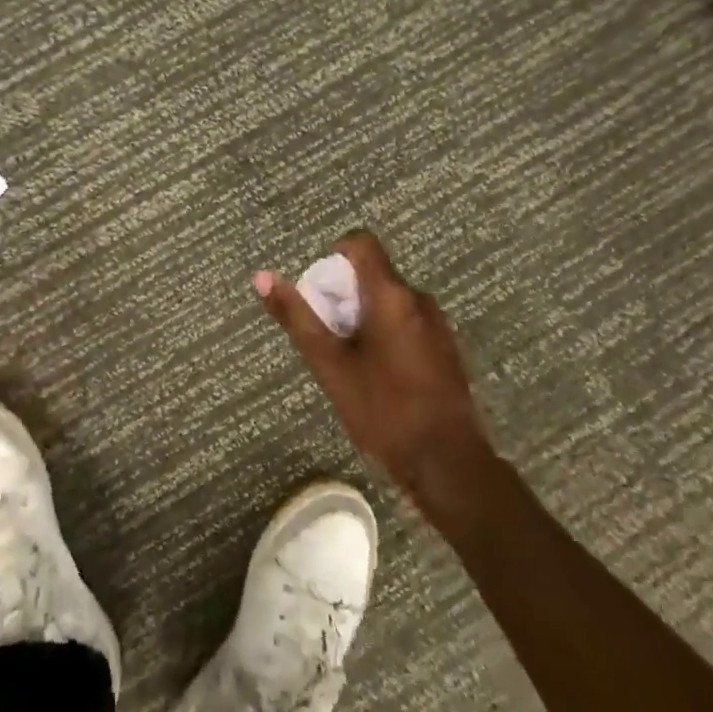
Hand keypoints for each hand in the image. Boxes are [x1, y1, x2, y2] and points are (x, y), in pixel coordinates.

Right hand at [256, 232, 498, 527]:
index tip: (321, 292)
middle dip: (344, 295)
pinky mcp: (447, 350)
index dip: (335, 257)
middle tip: (328, 335)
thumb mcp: (330, 365)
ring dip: (365, 317)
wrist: (450, 467)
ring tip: (350, 360)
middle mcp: (419, 299)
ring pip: (390, 301)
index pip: (361, 243)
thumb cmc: (384, 410)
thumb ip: (297, 317)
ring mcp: (438, 325)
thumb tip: (262, 277)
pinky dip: (387, 334)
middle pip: (373, 274)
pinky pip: (408, 323)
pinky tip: (380, 377)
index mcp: (390, 295)